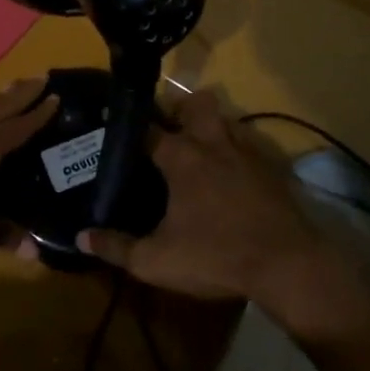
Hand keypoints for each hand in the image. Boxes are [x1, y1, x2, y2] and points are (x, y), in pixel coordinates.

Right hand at [78, 90, 369, 331]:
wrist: (289, 266)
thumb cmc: (216, 257)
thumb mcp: (156, 261)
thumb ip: (116, 247)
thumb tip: (80, 237)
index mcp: (181, 158)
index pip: (146, 128)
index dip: (127, 124)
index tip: (112, 122)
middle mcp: (212, 143)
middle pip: (194, 104)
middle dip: (179, 109)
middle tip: (167, 128)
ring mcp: (246, 152)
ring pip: (225, 119)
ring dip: (210, 125)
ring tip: (199, 148)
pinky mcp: (271, 167)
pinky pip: (249, 144)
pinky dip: (237, 150)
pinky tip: (232, 172)